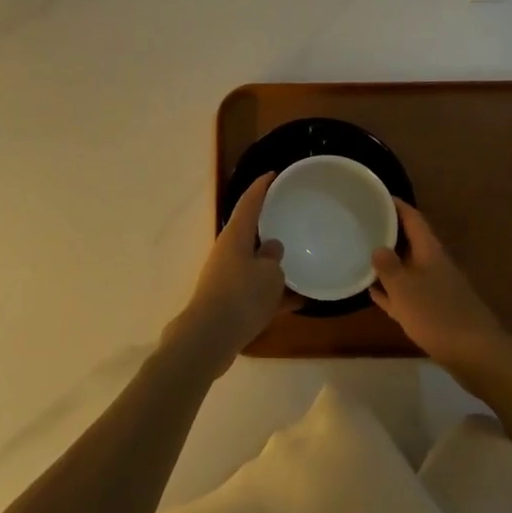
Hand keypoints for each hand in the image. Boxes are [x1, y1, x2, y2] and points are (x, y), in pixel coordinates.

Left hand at [168, 173, 297, 372]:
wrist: (208, 339)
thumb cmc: (241, 296)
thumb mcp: (269, 275)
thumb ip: (274, 258)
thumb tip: (271, 249)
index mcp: (235, 236)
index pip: (249, 202)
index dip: (261, 187)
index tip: (273, 174)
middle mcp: (228, 253)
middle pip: (250, 233)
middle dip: (269, 227)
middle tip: (292, 218)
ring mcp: (227, 278)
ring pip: (255, 265)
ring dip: (275, 266)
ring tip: (302, 264)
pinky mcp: (229, 302)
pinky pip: (256, 291)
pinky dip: (275, 294)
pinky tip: (299, 302)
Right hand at [371, 201, 511, 378]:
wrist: (476, 355)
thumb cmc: (437, 315)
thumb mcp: (405, 288)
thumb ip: (389, 267)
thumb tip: (378, 247)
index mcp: (429, 252)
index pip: (413, 219)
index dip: (396, 205)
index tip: (375, 195)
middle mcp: (433, 265)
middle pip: (410, 241)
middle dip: (388, 232)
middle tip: (362, 223)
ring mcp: (435, 289)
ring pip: (407, 268)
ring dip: (388, 262)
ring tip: (361, 253)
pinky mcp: (434, 312)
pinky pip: (407, 294)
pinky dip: (391, 290)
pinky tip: (373, 292)